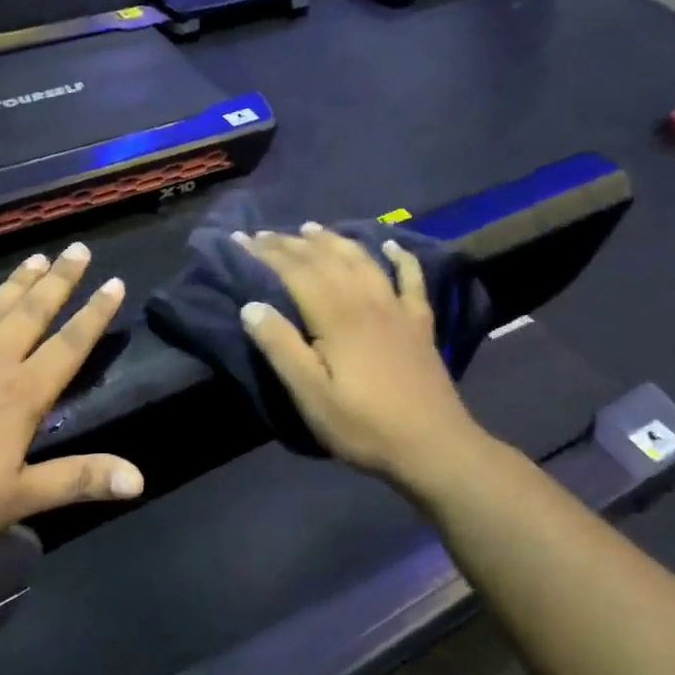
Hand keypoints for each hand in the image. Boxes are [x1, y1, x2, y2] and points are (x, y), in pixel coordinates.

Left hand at [0, 243, 142, 553]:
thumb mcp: (19, 499)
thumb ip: (79, 480)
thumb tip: (139, 479)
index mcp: (21, 395)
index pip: (69, 346)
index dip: (94, 314)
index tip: (114, 282)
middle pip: (31, 314)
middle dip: (59, 281)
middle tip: (78, 249)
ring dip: (14, 283)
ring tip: (36, 258)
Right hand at [236, 225, 481, 483]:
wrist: (433, 446)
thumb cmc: (363, 425)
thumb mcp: (310, 395)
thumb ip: (281, 347)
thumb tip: (251, 305)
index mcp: (337, 317)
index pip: (296, 272)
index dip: (266, 253)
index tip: (241, 239)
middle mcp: (367, 301)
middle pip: (326, 259)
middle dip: (292, 243)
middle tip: (264, 233)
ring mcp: (397, 309)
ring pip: (362, 260)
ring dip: (334, 240)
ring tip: (311, 228)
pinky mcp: (420, 323)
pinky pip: (411, 278)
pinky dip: (399, 257)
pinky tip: (391, 245)